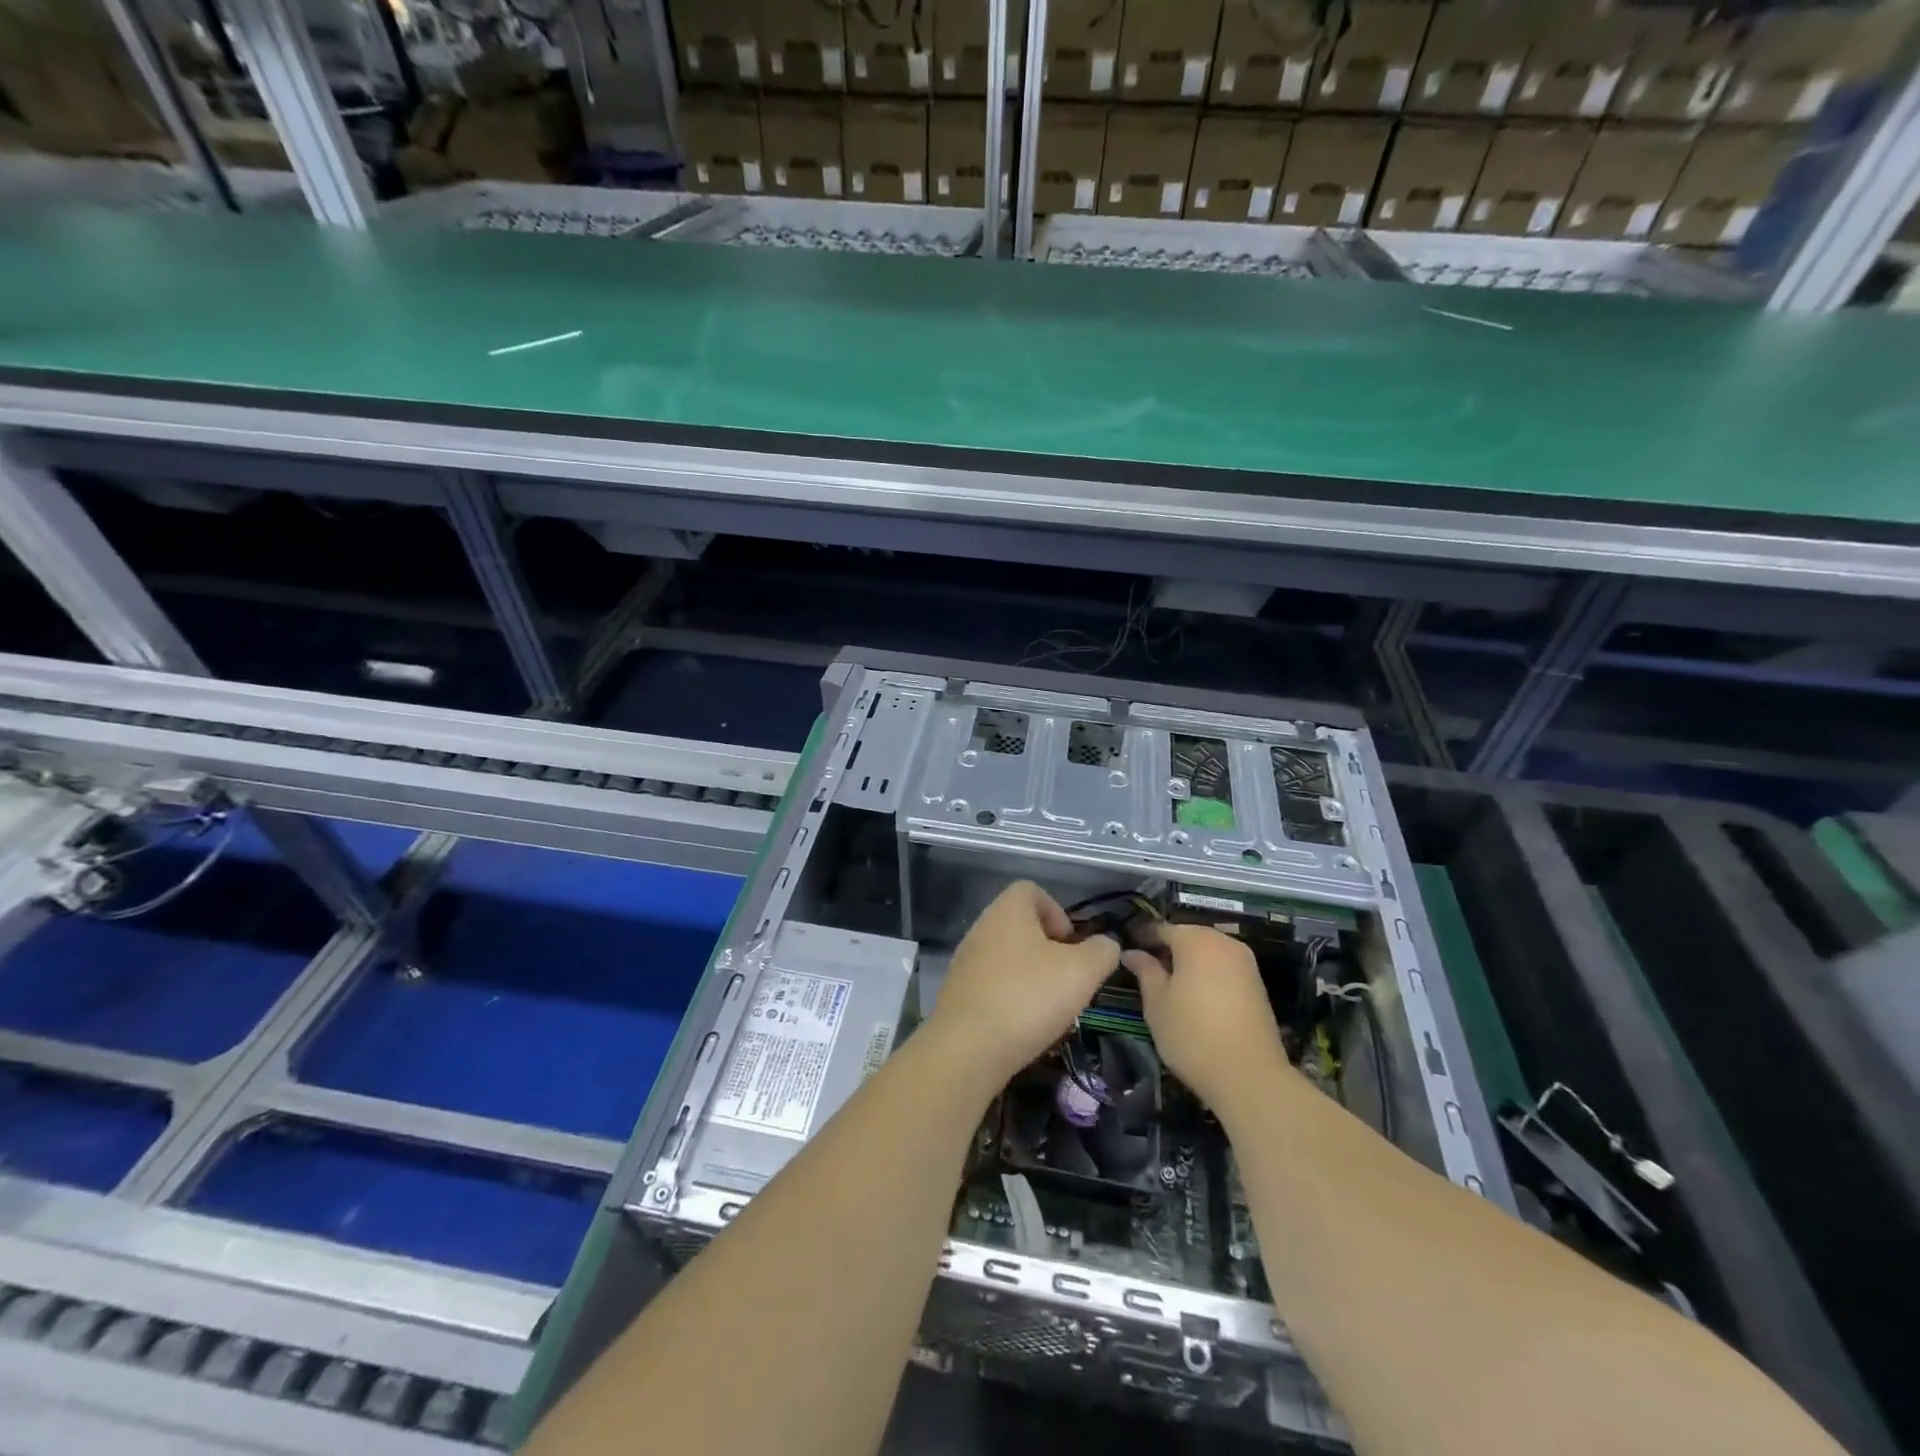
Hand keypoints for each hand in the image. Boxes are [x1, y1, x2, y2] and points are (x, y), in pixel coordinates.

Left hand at [930, 882, 1119, 1087]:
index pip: (1031, 890)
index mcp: (1007, 910)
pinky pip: (993, 985)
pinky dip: (1012, 999)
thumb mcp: (1082, 971)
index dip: (1058, 912)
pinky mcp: (958, 993)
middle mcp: (982, 927)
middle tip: (1067, 980)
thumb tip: (1104, 946)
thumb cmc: (1028, 997)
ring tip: (1050, 1008)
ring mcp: (966, 961)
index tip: (1071, 946)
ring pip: (1008, 958)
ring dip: (1032, 977)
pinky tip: (1024, 1026)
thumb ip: (1102, 951)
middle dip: (1049, 951)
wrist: (967, 1049)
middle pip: (1021, 926)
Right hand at [1124, 924, 1293, 1116]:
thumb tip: (1131, 952)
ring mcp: (1245, 963)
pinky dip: (1207, 974)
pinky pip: (1224, 968)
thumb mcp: (1157, 1002)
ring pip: (1208, 951)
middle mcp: (1224, 942)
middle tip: (1145, 967)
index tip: (1126, 949)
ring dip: (1189, 961)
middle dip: (1168, 948)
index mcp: (1196, 940)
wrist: (1250, 1076)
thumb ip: (1145, 970)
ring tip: (1169, 983)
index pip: (1162, 928)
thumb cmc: (1192, 1034)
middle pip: (1189, 936)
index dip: (1142, 937)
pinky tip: (1195, 995)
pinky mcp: (1258, 985)